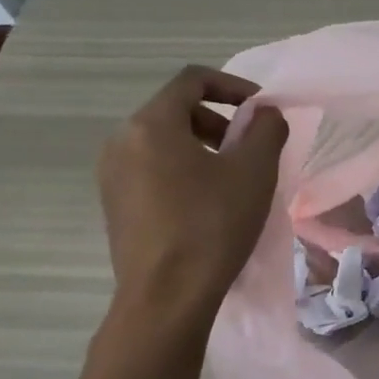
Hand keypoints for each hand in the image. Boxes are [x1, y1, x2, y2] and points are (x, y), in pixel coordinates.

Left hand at [97, 67, 287, 310]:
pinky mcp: (114, 205)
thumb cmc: (212, 225)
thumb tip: (264, 114)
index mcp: (151, 124)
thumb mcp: (254, 171)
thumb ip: (266, 129)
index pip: (192, 80)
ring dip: (202, 146)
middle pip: (176, 110)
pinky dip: (182, 170)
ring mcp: (112, 175)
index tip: (262, 110)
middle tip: (250, 147)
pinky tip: (207, 203)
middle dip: (219, 120)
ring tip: (232, 177)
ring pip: (163, 141)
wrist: (166, 298)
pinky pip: (151, 168)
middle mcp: (122, 141)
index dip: (233, 86)